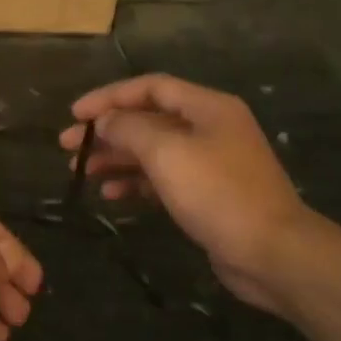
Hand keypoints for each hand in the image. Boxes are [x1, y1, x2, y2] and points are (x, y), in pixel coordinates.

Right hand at [61, 74, 309, 313]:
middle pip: (148, 119)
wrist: (272, 252)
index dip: (109, 96)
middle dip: (107, 131)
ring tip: (82, 172)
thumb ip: (129, 129)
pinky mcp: (207, 195)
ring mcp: (210, 163)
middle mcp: (209, 128)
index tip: (74, 114)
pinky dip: (135, 183)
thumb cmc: (218, 192)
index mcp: (207, 107)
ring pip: (152, 151)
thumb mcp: (166, 152)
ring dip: (116, 158)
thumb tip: (104, 121)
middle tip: (67, 147)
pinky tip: (110, 195)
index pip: (150, 87)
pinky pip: (162, 179)